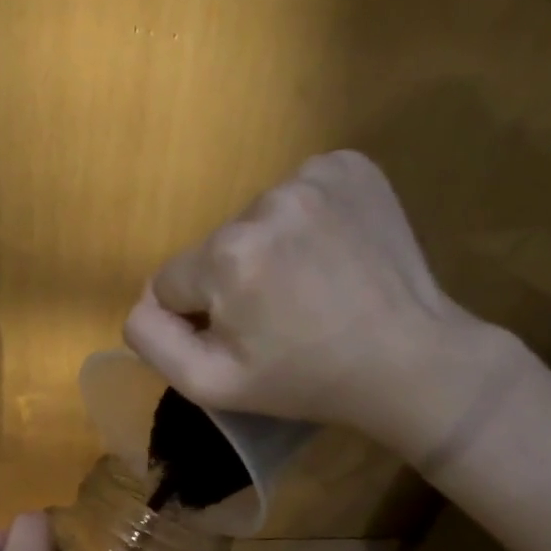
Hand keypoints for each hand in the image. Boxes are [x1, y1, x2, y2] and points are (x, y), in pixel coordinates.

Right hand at [123, 150, 523, 462]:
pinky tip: (331, 254)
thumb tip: (142, 303)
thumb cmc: (305, 381)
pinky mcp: (351, 166)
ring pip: (254, 220)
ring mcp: (314, 176)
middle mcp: (265, 201)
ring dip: (269, 250)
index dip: (197, 317)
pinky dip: (304, 221)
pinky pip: (297, 191)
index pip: (171, 281)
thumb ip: (153, 341)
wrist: (409, 360)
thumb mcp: (211, 385)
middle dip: (232, 282)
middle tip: (280, 317)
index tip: (242, 338)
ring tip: (311, 286)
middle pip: (214, 247)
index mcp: (226, 255)